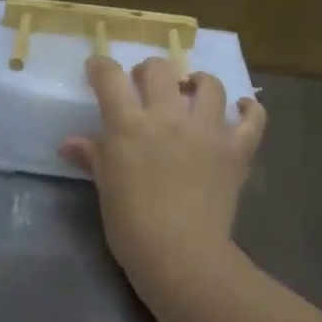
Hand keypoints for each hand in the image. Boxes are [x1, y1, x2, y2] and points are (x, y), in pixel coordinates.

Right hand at [62, 56, 265, 296]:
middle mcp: (169, 117)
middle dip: (148, 71)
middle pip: (160, 69)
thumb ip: (92, 157)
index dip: (101, 67)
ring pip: (209, 84)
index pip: (111, 78)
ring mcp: (207, 130)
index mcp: (130, 126)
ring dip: (197, 82)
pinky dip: (249, 108)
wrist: (181, 253)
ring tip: (191, 92)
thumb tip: (69, 144)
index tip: (98, 70)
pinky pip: (253, 117)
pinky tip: (240, 108)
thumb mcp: (105, 187)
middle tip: (145, 87)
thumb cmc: (131, 225)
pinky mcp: (237, 149)